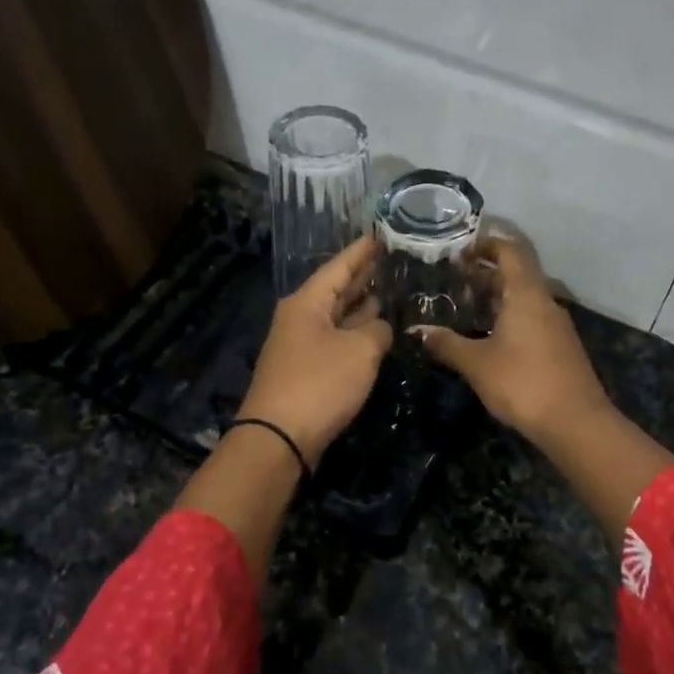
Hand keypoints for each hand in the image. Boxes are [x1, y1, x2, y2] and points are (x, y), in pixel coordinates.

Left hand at [238, 235, 393, 465]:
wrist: (280, 438)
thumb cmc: (320, 383)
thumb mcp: (360, 350)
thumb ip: (377, 331)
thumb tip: (380, 328)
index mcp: (307, 303)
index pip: (338, 267)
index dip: (362, 252)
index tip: (381, 235)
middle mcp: (300, 318)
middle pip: (336, 290)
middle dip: (363, 277)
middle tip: (394, 262)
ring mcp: (302, 346)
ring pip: (337, 317)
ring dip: (361, 307)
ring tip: (391, 292)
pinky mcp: (307, 372)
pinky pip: (336, 341)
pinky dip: (356, 333)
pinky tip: (376, 332)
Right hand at [417, 237, 613, 445]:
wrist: (576, 423)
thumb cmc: (523, 383)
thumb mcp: (477, 364)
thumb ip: (447, 344)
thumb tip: (418, 330)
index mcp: (527, 294)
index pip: (510, 252)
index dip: (486, 245)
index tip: (460, 249)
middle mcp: (545, 302)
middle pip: (517, 274)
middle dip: (487, 272)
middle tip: (454, 278)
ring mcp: (557, 325)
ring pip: (525, 298)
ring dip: (499, 296)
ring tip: (467, 305)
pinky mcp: (561, 347)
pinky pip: (533, 318)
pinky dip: (510, 316)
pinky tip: (490, 335)